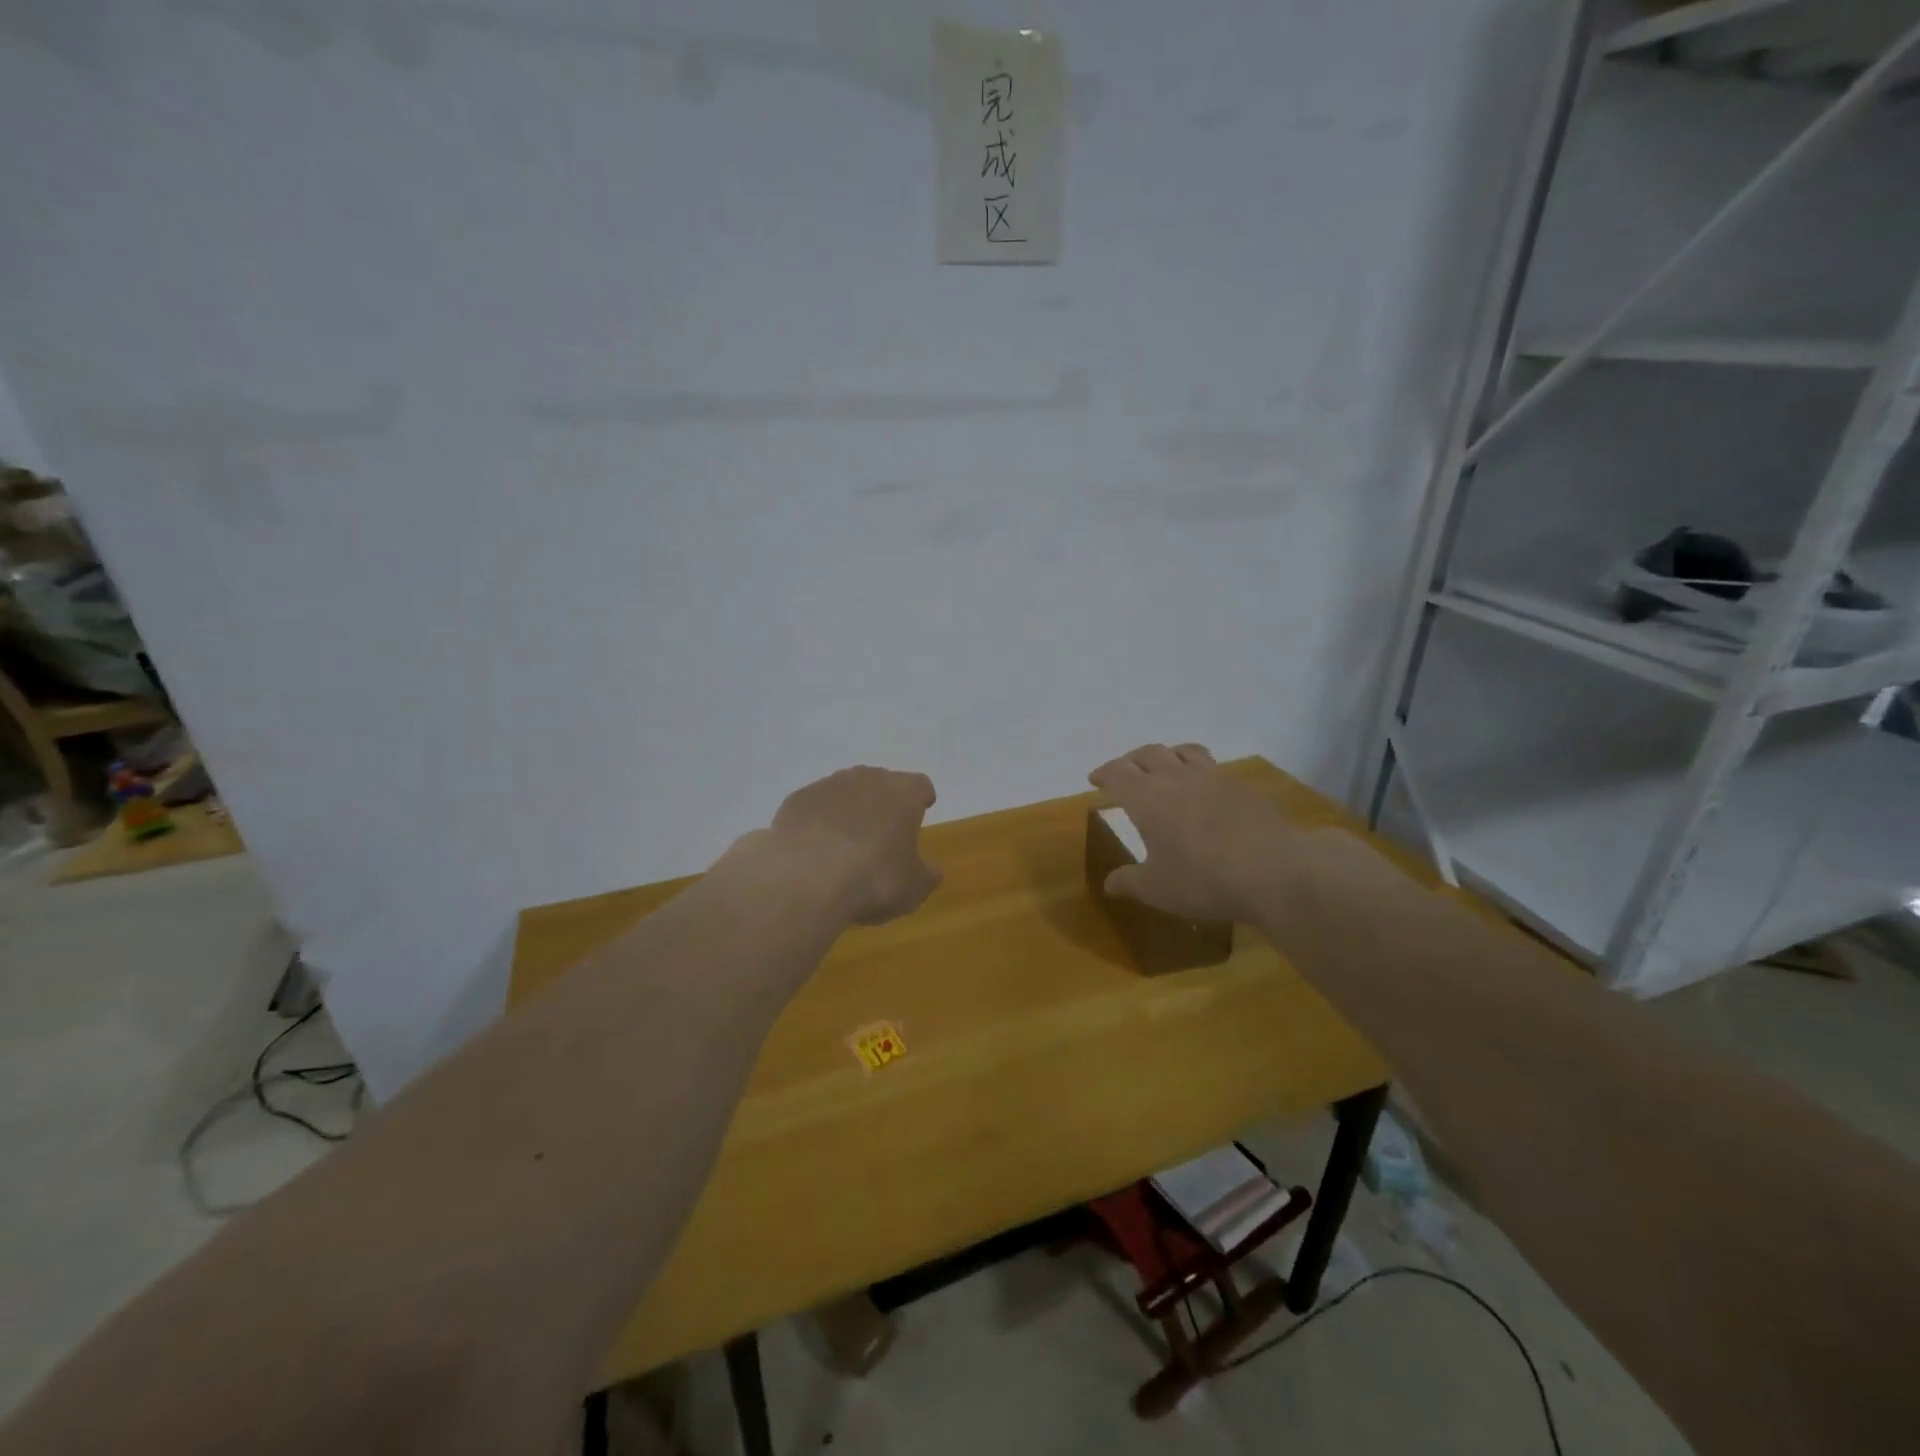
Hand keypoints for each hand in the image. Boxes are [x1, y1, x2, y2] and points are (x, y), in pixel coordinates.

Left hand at [763, 766, 941, 925]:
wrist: (806, 878)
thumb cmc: (873, 879)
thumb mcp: (914, 888)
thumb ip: (927, 875)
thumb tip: (931, 870)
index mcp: (903, 794)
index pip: (921, 786)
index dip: (922, 799)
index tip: (921, 811)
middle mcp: (867, 779)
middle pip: (882, 783)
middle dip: (883, 803)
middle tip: (882, 832)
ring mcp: (828, 785)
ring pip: (845, 791)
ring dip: (848, 810)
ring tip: (845, 843)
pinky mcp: (797, 799)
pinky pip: (814, 807)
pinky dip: (817, 822)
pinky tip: (814, 849)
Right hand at [1088, 744, 1296, 921]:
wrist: (1275, 871)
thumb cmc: (1203, 880)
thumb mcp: (1157, 889)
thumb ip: (1129, 882)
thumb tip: (1109, 883)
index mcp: (1146, 798)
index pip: (1117, 773)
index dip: (1103, 773)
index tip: (1095, 779)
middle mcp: (1176, 778)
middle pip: (1147, 753)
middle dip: (1131, 760)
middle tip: (1125, 772)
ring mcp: (1213, 778)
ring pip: (1183, 751)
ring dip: (1167, 755)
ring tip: (1164, 767)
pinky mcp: (1242, 786)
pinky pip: (1213, 767)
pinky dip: (1199, 771)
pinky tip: (1205, 790)